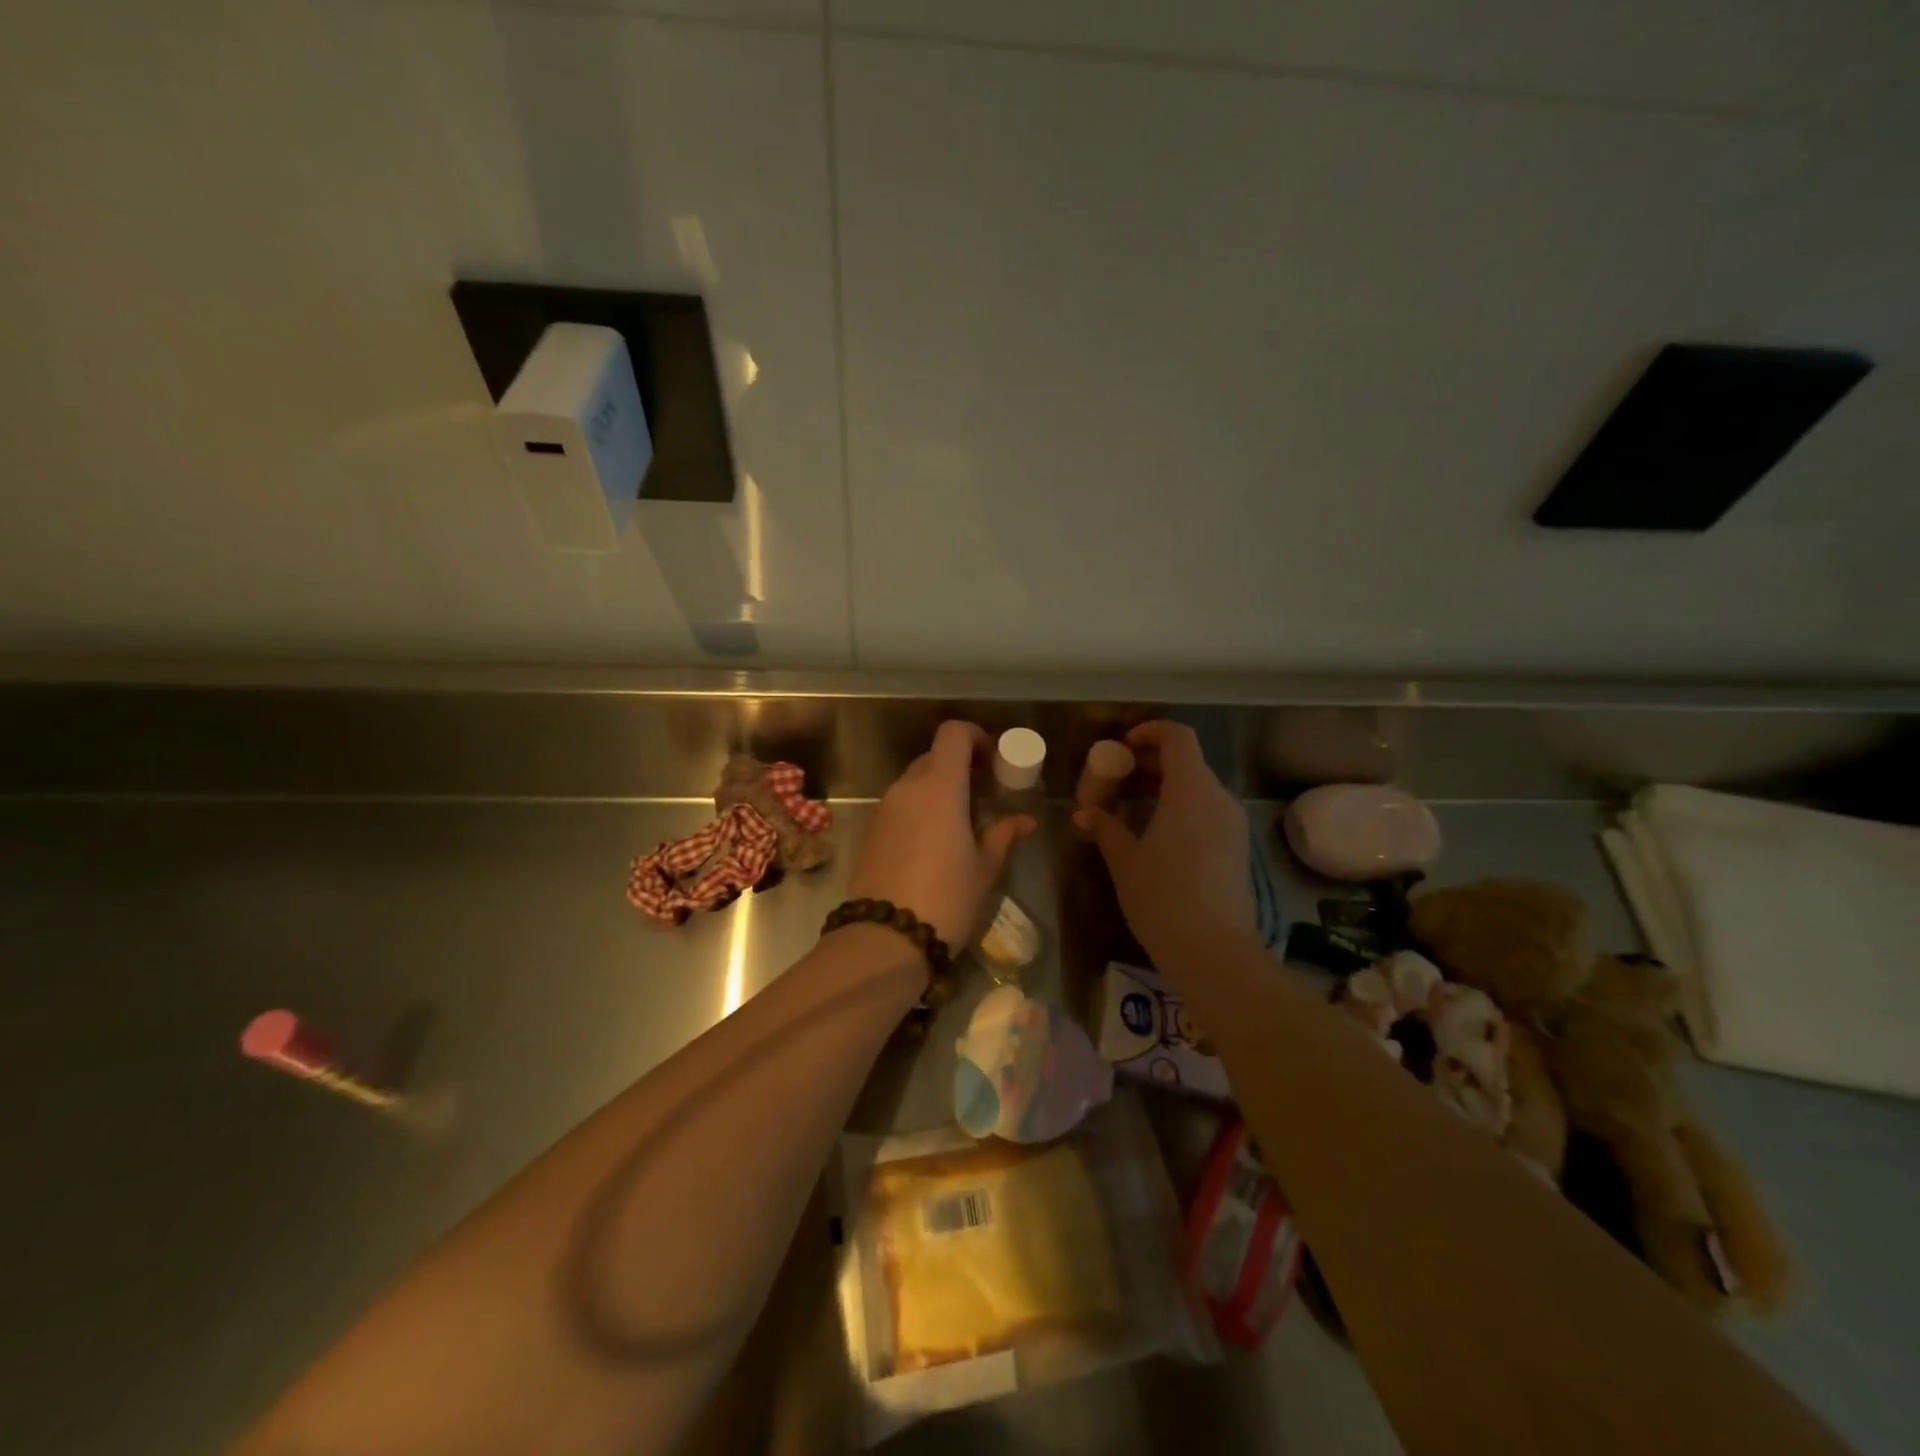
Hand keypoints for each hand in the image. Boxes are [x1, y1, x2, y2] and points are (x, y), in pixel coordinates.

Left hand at [845, 721, 1034, 947]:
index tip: (994, 761)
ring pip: (915, 781)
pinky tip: (935, 842)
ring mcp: (885, 808)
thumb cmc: (946, 898)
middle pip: (934, 756)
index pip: (953, 733)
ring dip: (940, 789)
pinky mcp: (871, 830)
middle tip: (984, 795)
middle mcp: (908, 787)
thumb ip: (1003, 834)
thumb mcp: (984, 868)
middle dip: (961, 767)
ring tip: (962, 822)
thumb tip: (1025, 820)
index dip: (975, 737)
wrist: (884, 937)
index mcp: (940, 786)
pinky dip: (920, 809)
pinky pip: (901, 804)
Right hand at [1075, 721, 1252, 966]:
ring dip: (1163, 789)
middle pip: (1187, 762)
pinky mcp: (1236, 849)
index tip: (1121, 747)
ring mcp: (1232, 825)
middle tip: (1115, 781)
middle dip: (1149, 764)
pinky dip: (1179, 810)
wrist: (1214, 952)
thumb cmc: (1163, 897)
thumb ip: (1106, 827)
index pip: (1178, 738)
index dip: (1150, 732)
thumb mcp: (1125, 860)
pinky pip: (1206, 813)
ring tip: (1129, 811)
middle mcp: (1218, 798)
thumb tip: (1087, 812)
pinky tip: (1153, 837)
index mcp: (1191, 790)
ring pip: (1197, 789)